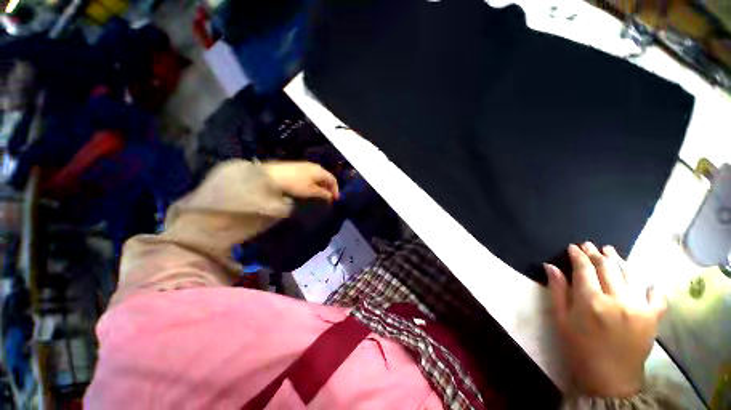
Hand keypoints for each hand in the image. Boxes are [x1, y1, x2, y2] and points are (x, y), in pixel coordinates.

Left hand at [263, 162, 339, 201]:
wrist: (273, 175)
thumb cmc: (295, 184)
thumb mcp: (311, 191)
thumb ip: (323, 194)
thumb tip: (331, 196)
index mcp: (320, 170)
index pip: (333, 179)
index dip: (336, 190)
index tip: (335, 200)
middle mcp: (315, 166)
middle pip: (326, 177)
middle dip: (329, 188)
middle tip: (328, 199)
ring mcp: (305, 166)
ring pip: (318, 177)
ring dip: (321, 186)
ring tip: (319, 196)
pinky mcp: (297, 167)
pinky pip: (311, 176)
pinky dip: (314, 183)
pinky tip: (310, 189)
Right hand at [544, 242, 666, 397]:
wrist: (609, 381)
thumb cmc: (578, 349)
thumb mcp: (561, 320)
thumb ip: (557, 290)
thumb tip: (550, 266)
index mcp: (591, 301)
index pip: (584, 269)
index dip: (578, 255)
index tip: (573, 247)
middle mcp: (617, 300)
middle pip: (607, 267)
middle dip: (596, 253)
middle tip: (589, 246)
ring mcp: (639, 308)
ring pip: (631, 274)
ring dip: (619, 260)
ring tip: (610, 251)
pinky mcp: (654, 318)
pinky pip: (657, 295)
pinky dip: (652, 285)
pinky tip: (646, 279)